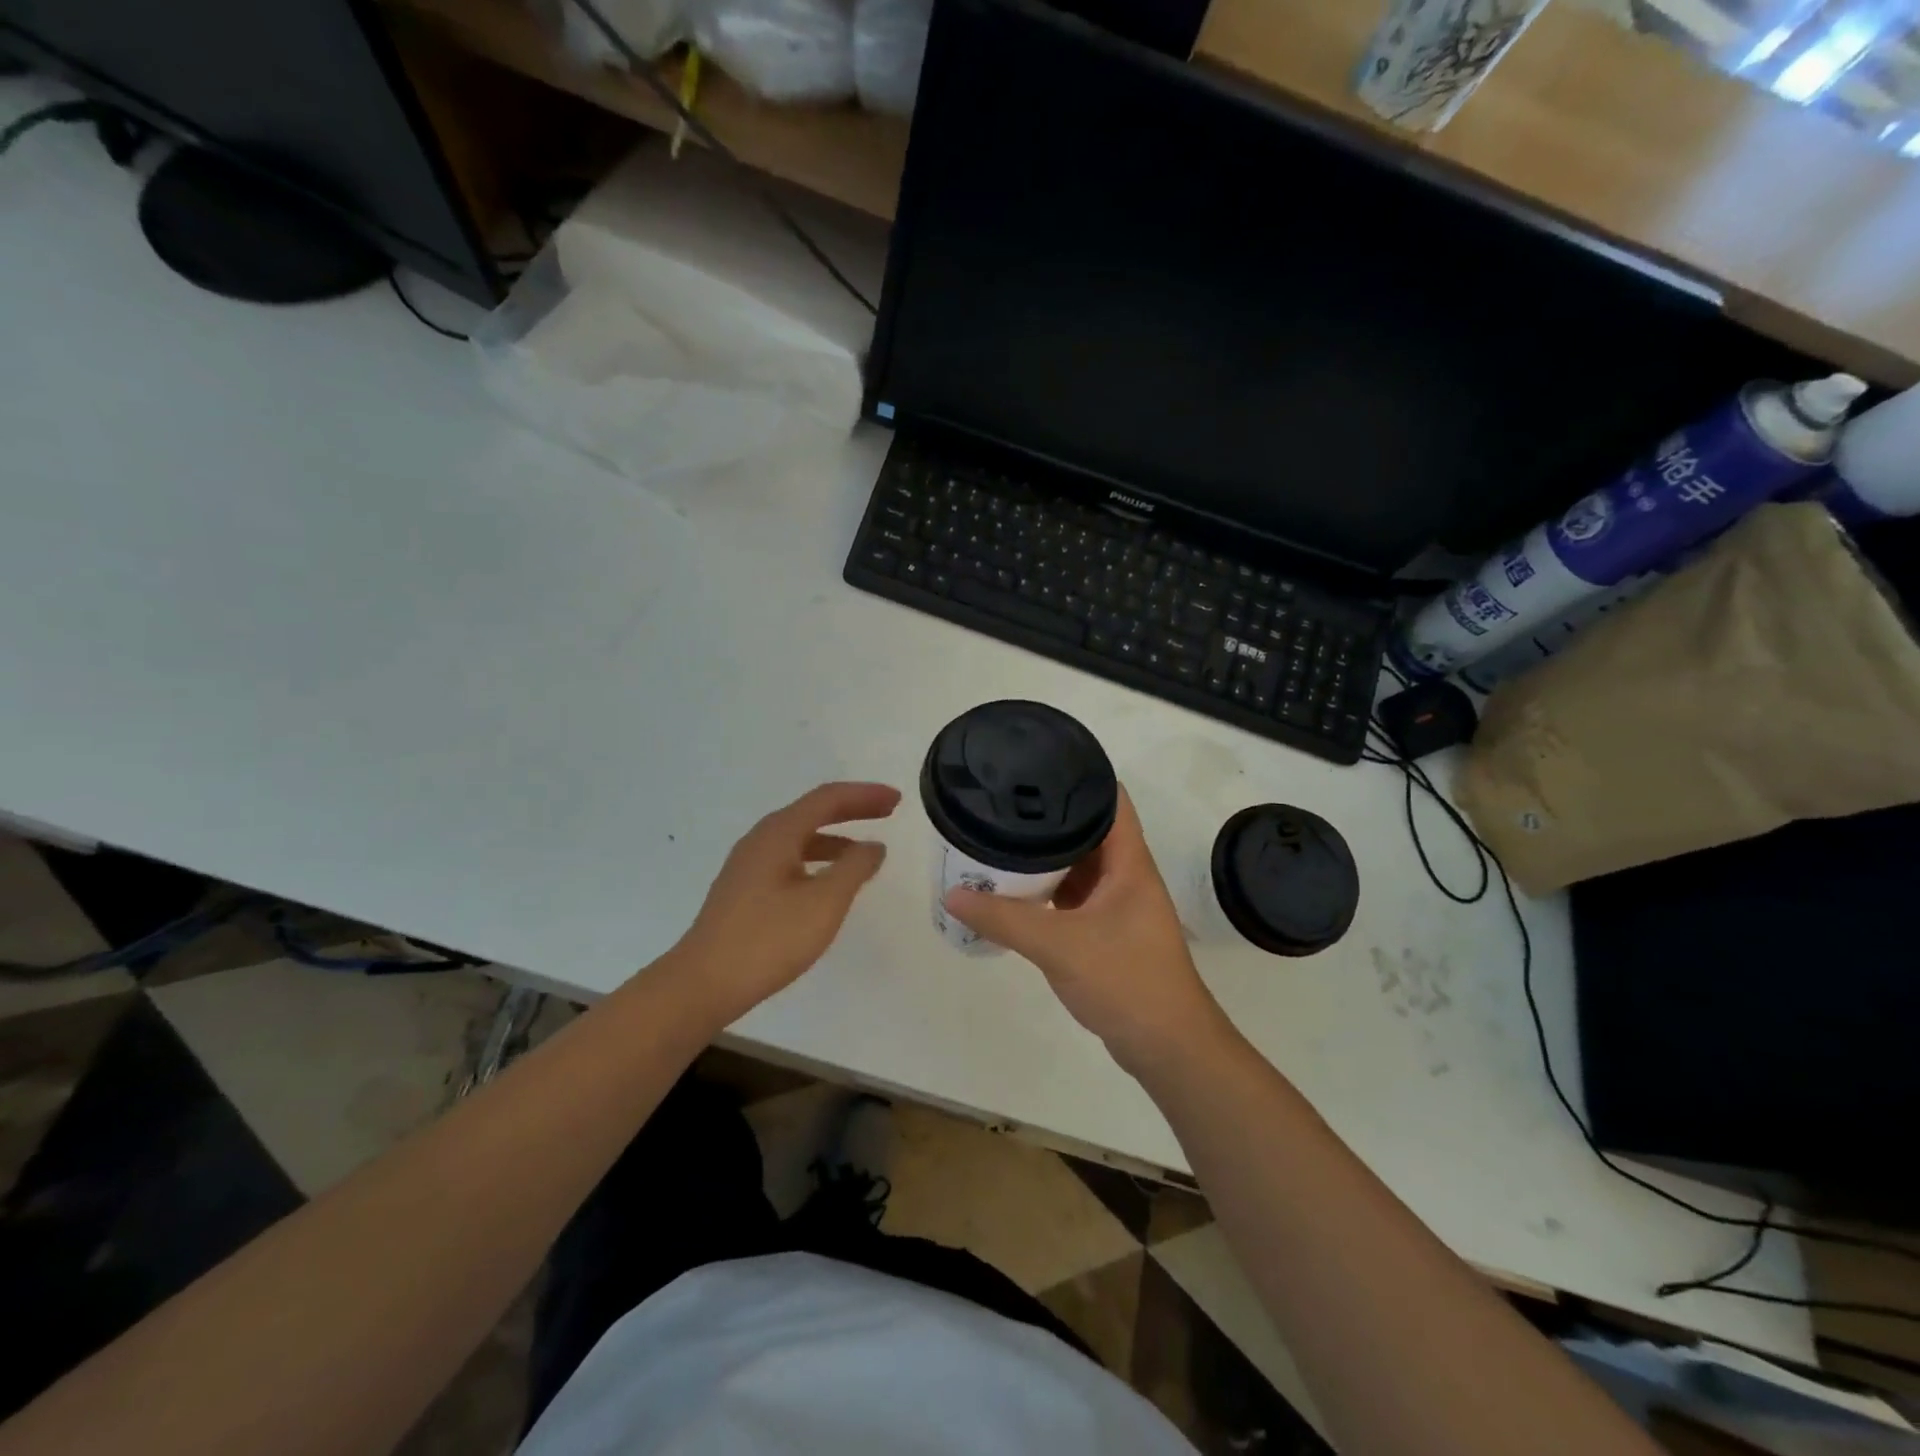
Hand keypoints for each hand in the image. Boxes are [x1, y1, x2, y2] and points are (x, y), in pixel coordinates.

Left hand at [672, 782, 900, 1024]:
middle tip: (888, 812)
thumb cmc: (768, 939)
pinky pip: (790, 859)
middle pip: (813, 812)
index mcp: (778, 833)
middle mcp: (761, 840)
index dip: (865, 795)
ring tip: (865, 852)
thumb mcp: (824, 902)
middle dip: (852, 809)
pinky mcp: (744, 891)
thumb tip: (873, 846)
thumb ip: (854, 868)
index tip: (896, 800)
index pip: (828, 799)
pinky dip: (818, 859)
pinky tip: (828, 884)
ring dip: (836, 837)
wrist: (702, 984)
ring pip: (800, 837)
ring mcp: (748, 866)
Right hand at [944, 785, 1229, 1074]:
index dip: (1080, 775)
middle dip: (1048, 817)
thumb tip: (952, 895)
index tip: (1037, 763)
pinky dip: (1047, 891)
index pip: (1110, 799)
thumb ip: (1004, 919)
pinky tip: (1015, 889)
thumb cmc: (1126, 981)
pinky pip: (1073, 897)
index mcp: (1128, 862)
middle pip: (1088, 830)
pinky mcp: (1107, 932)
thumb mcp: (1059, 945)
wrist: (1167, 1047)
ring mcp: (1117, 905)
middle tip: (1003, 803)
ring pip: (1078, 866)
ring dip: (1046, 856)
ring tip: (1001, 839)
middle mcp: (1125, 875)